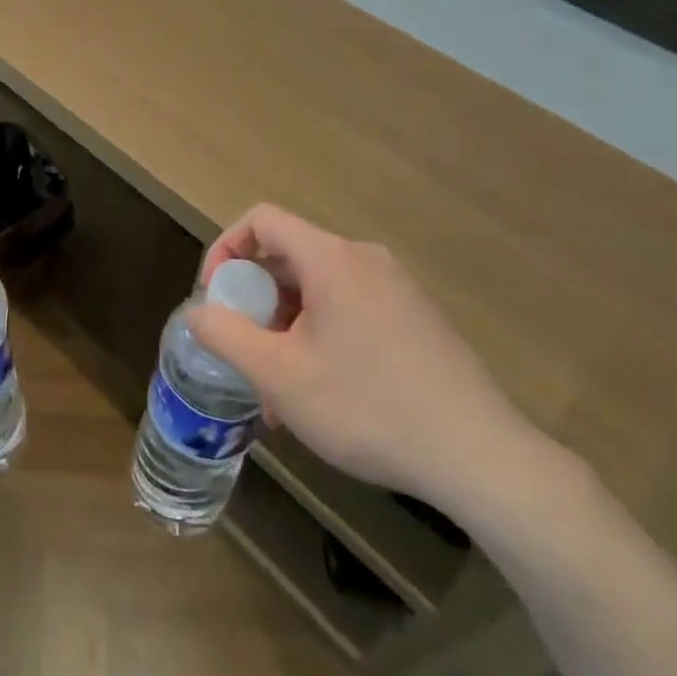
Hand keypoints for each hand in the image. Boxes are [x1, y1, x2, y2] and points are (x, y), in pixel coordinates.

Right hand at [191, 204, 550, 517]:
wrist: (479, 455)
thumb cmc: (368, 407)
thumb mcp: (280, 376)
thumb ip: (226, 335)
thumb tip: (198, 312)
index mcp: (331, 258)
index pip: (262, 220)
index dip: (226, 249)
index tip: (216, 299)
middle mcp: (365, 259)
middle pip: (289, 257)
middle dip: (255, 302)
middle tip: (244, 355)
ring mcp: (396, 288)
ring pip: (318, 290)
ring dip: (286, 329)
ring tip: (279, 393)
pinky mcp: (416, 318)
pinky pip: (349, 309)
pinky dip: (320, 336)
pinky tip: (322, 395)